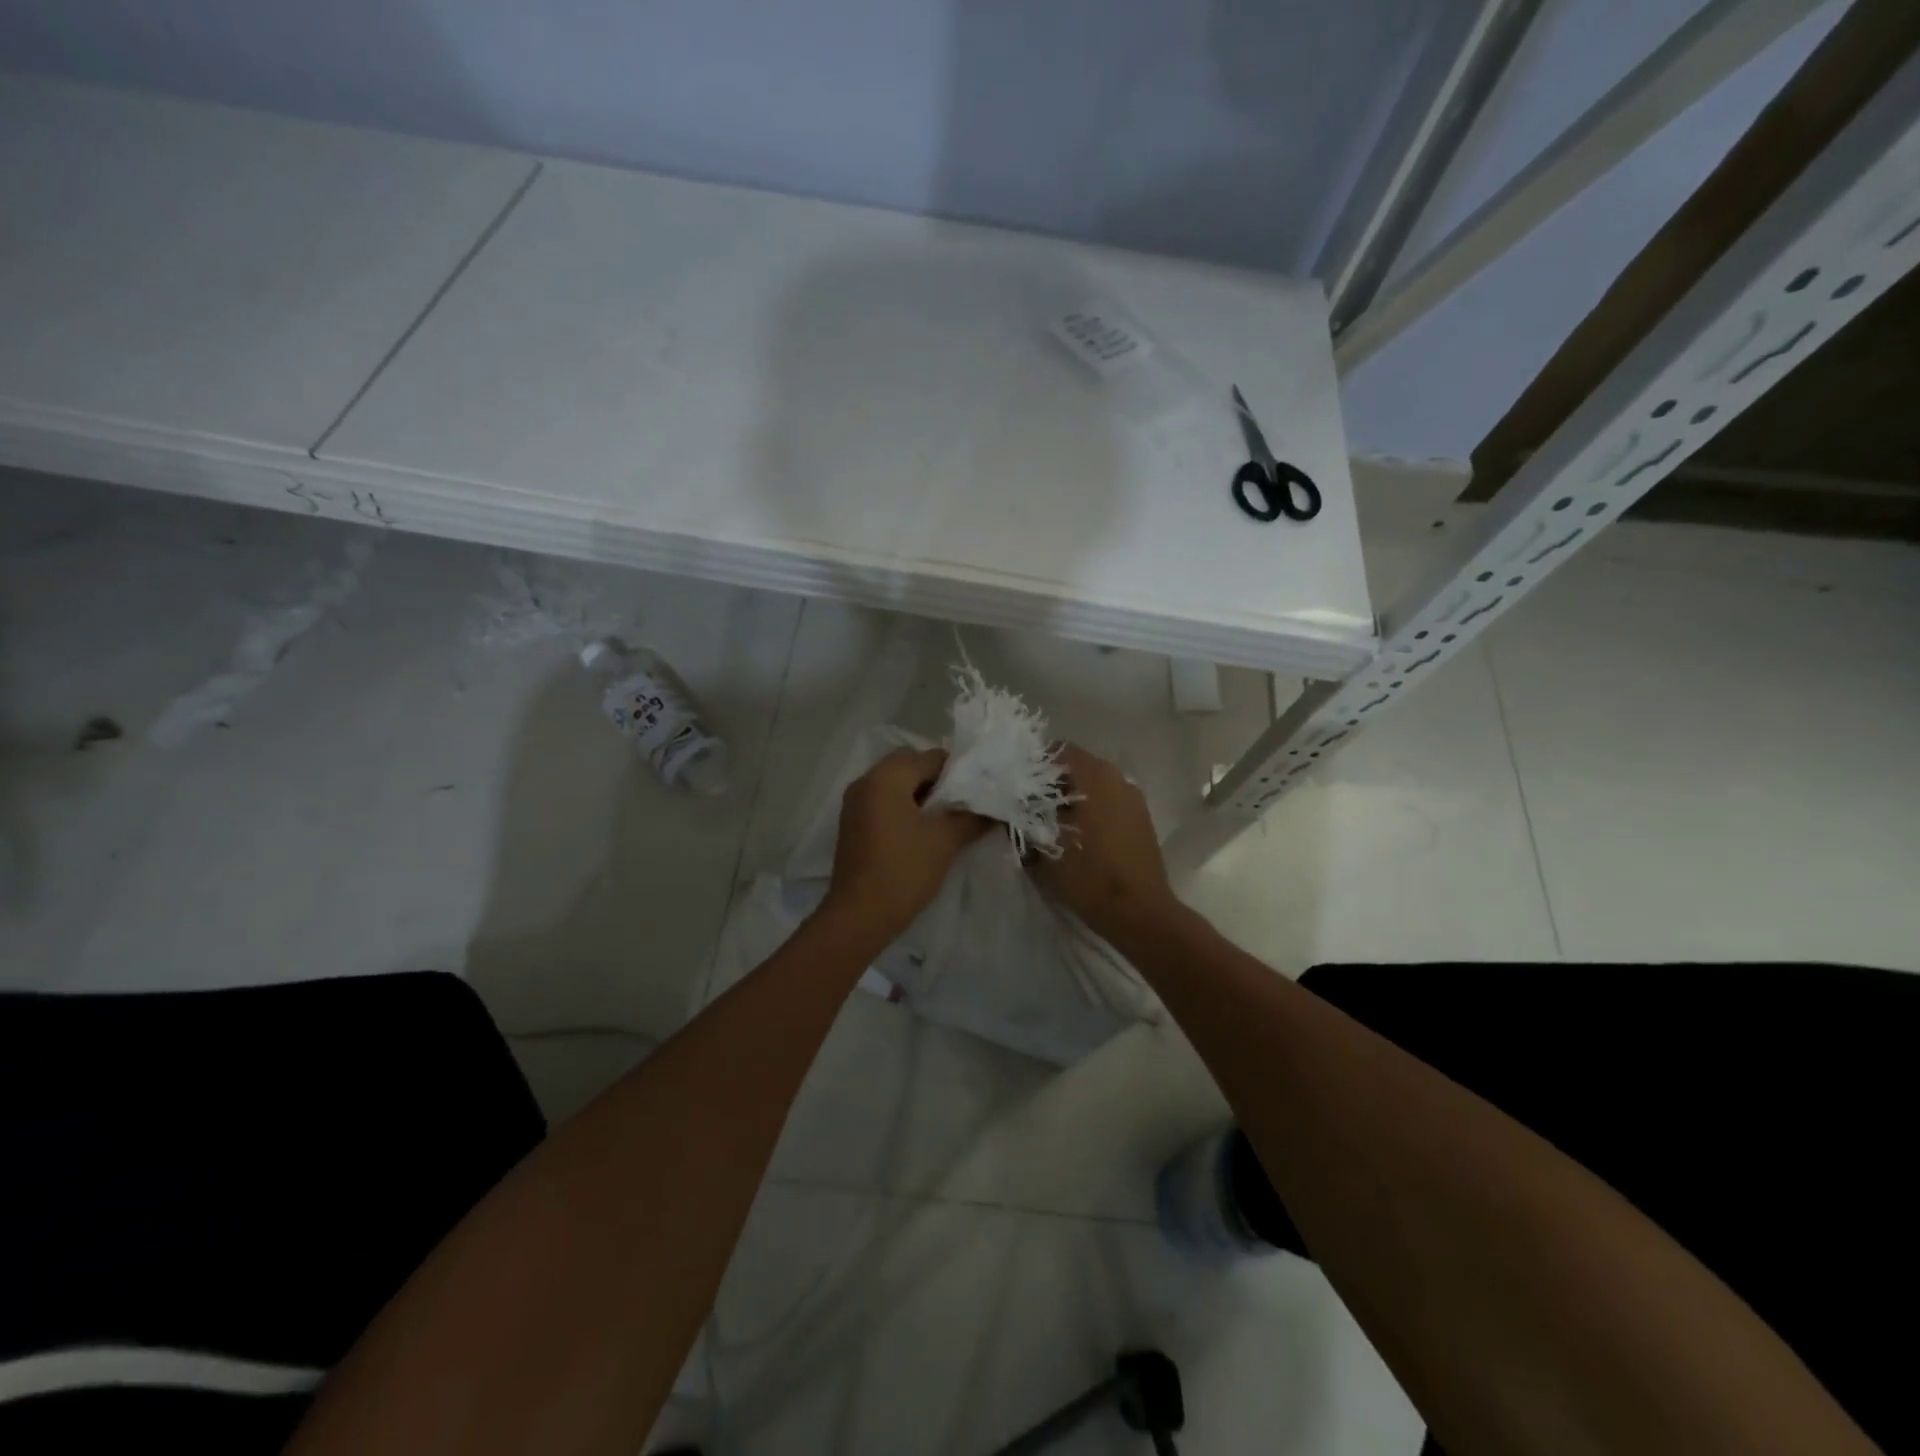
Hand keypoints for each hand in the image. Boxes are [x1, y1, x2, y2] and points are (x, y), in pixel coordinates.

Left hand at [824, 747, 991, 943]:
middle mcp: (866, 781)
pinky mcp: (852, 824)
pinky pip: (883, 802)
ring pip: (895, 784)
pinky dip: (903, 807)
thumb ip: (972, 818)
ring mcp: (854, 803)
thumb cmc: (904, 870)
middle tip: (963, 802)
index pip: (930, 757)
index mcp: (886, 777)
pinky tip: (923, 831)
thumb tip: (995, 810)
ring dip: (920, 794)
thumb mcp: (945, 841)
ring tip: (948, 818)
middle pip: (909, 765)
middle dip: (938, 780)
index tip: (979, 789)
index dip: (958, 771)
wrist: (859, 915)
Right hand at [1028, 743, 1180, 943]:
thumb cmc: (1089, 874)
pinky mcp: (1141, 819)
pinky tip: (1077, 836)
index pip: (1059, 749)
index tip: (1017, 784)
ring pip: (1093, 786)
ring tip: (1050, 823)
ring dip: (1072, 798)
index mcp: (1095, 775)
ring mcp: (1133, 798)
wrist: (1138, 913)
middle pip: (1077, 767)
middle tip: (1028, 805)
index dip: (1035, 764)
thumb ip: (1024, 820)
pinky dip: (1091, 810)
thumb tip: (1010, 810)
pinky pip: (1108, 802)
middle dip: (1052, 783)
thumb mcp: (1044, 846)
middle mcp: (1118, 777)